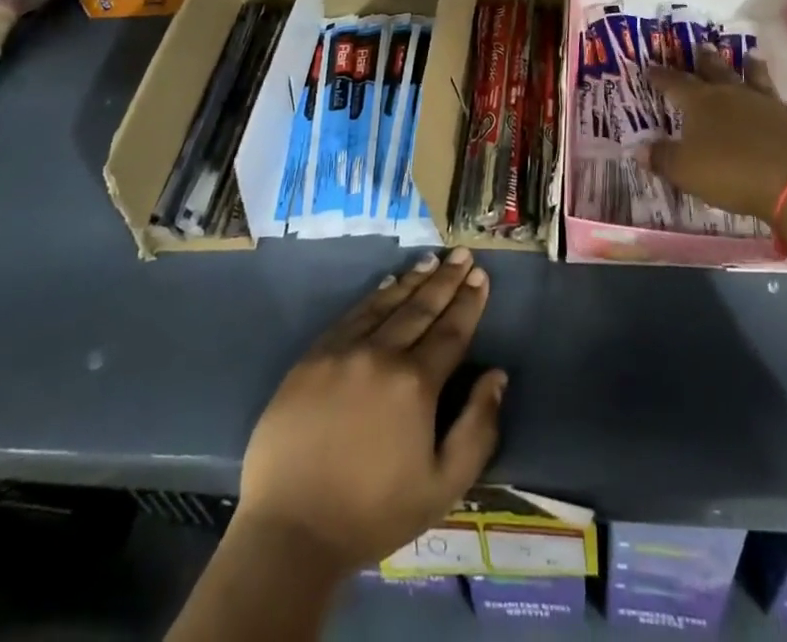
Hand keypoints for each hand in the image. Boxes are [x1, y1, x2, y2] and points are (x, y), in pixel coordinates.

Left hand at [234, 248, 506, 576]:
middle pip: (422, 309)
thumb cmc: (372, 513)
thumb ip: (477, 429)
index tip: (481, 276)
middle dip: (446, 279)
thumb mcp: (442, 487)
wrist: (289, 532)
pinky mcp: (313, 358)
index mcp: (416, 384)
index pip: (451, 331)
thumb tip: (497, 375)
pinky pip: (352, 315)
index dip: (469, 302)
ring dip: (414, 280)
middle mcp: (382, 354)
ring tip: (433, 259)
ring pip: (387, 305)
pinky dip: (375, 296)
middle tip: (463, 254)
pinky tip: (388, 284)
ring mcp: (344, 351)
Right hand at [646, 49, 786, 220]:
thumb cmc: (730, 174)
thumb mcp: (685, 171)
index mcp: (702, 103)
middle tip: (703, 45)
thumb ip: (662, 158)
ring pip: (757, 80)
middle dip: (706, 59)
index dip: (661, 76)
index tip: (650, 67)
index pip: (675, 83)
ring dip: (753, 68)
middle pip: (717, 71)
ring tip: (751, 55)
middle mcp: (734, 95)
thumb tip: (639, 148)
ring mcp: (768, 106)